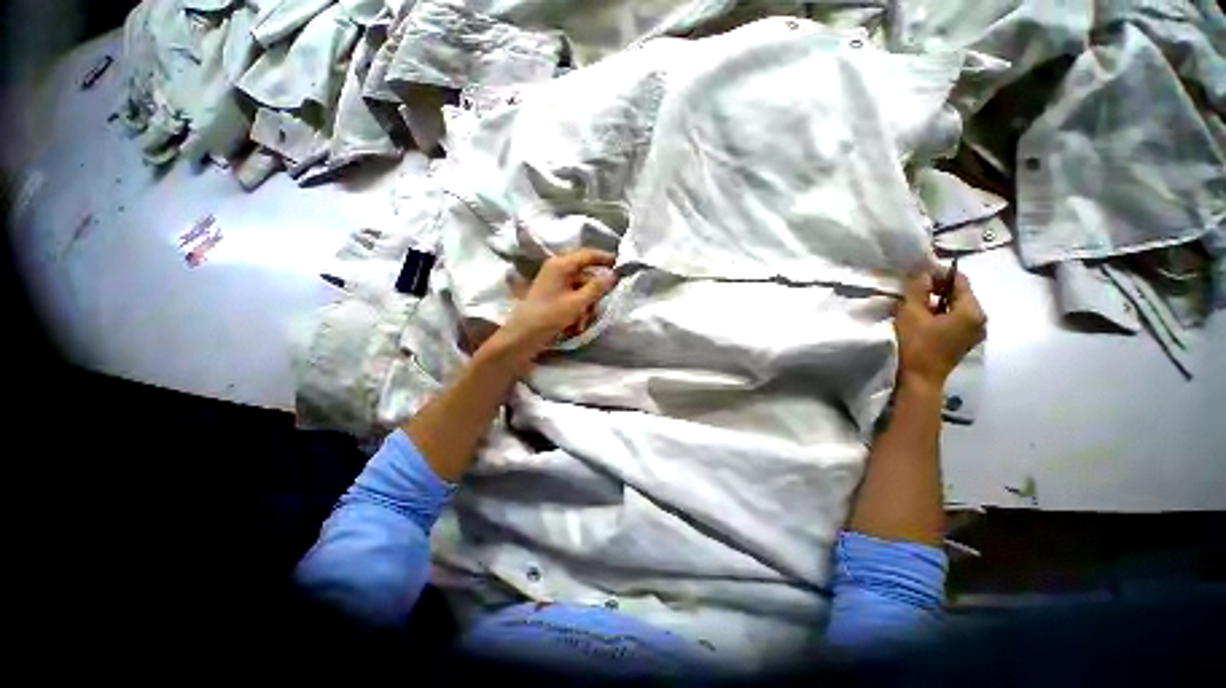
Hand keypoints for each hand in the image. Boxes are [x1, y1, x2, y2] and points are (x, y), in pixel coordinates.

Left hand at [484, 249, 617, 365]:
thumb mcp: (577, 302)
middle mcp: (557, 270)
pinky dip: (578, 310)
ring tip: (582, 323)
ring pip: (581, 290)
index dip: (606, 259)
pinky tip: (576, 325)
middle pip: (586, 276)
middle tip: (598, 307)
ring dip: (586, 306)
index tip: (622, 265)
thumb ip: (597, 287)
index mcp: (561, 265)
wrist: (523, 336)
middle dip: (594, 294)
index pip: (588, 255)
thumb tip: (613, 275)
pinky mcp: (553, 296)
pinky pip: (573, 298)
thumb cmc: (550, 316)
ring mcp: (555, 283)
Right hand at [894, 269, 986, 393]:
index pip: (959, 280)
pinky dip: (938, 313)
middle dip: (936, 288)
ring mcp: (973, 332)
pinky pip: (954, 319)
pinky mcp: (964, 341)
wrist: (920, 379)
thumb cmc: (916, 345)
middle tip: (912, 288)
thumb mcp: (912, 313)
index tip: (917, 273)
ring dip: (935, 301)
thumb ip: (917, 289)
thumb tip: (921, 270)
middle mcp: (979, 319)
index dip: (938, 273)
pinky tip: (920, 318)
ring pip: (955, 307)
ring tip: (912, 303)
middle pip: (959, 293)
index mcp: (972, 311)